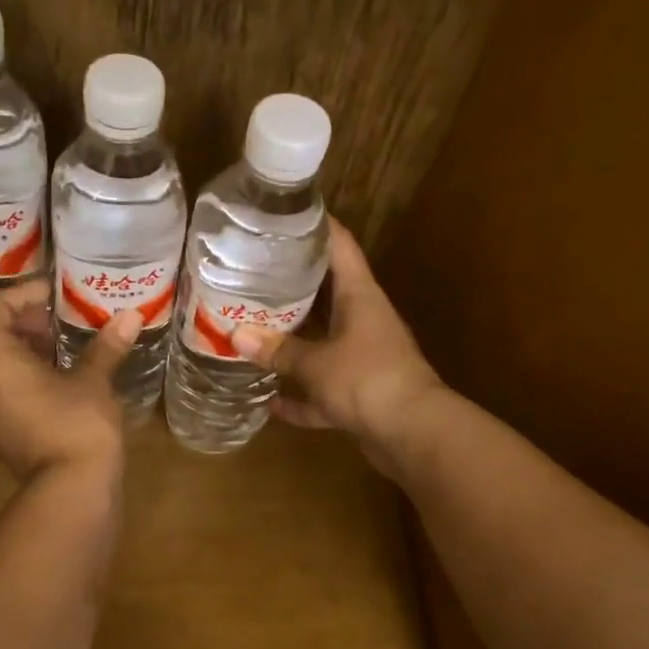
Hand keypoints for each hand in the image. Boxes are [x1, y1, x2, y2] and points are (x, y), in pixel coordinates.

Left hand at [0, 279, 142, 481]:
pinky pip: (1, 389)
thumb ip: (106, 346)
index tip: (54, 293)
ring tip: (59, 344)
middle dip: (20, 321)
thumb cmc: (78, 425)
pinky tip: (58, 378)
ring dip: (21, 349)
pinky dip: (22, 374)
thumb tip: (131, 315)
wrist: (71, 490)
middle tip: (56, 317)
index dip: (23, 294)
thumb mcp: (93, 381)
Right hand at [232, 218, 445, 472]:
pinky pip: (323, 390)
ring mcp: (363, 358)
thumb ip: (277, 350)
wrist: (412, 433)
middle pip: (326, 292)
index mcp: (359, 297)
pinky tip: (271, 401)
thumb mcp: (315, 362)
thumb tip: (236, 334)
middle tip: (251, 275)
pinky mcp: (360, 393)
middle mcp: (363, 320)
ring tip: (255, 329)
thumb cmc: (367, 380)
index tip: (284, 215)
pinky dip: (301, 396)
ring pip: (324, 341)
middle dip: (292, 285)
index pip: (339, 245)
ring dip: (294, 341)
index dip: (315, 226)